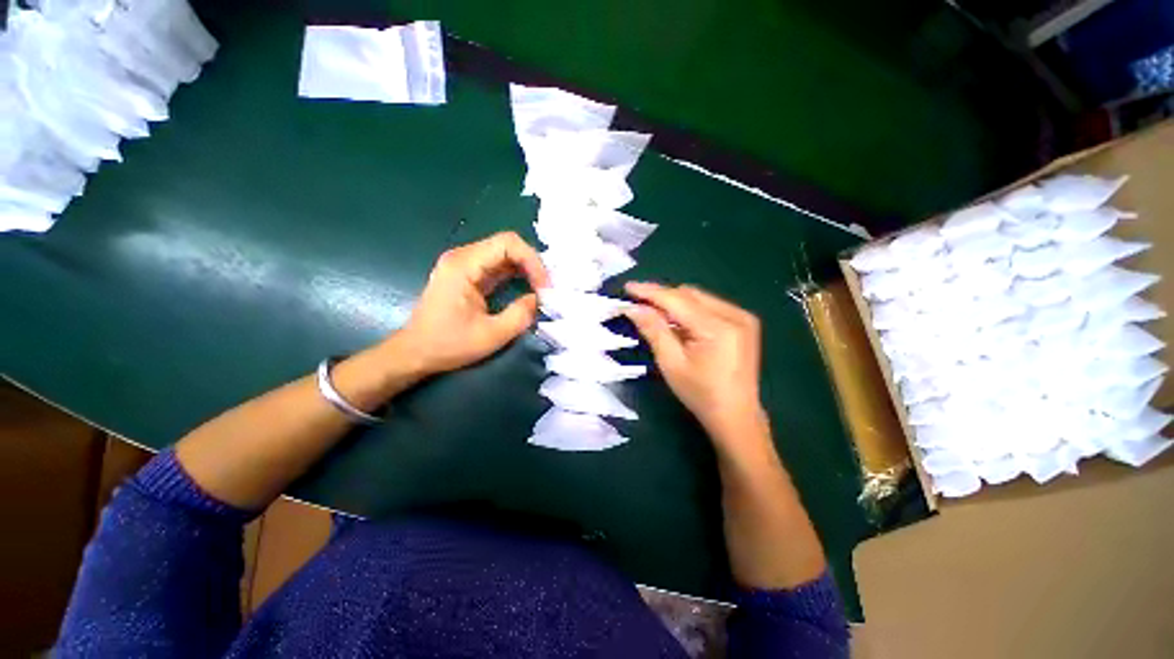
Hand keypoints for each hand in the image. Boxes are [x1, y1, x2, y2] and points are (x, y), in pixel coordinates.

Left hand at [390, 232, 548, 376]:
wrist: (415, 352)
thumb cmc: (448, 345)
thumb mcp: (491, 336)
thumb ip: (520, 315)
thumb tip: (538, 299)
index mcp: (463, 265)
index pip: (508, 243)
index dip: (532, 260)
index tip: (544, 287)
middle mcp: (463, 257)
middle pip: (507, 245)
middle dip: (532, 264)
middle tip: (546, 289)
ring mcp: (464, 264)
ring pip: (505, 254)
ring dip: (526, 269)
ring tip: (541, 289)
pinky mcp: (468, 274)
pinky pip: (498, 265)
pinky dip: (516, 274)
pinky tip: (528, 288)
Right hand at [623, 282, 767, 446]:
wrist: (736, 416)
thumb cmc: (700, 394)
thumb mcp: (671, 363)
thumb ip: (653, 330)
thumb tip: (633, 307)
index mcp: (718, 328)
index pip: (677, 300)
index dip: (650, 292)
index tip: (628, 287)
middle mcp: (735, 315)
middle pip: (689, 294)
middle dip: (662, 297)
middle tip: (639, 305)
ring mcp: (743, 317)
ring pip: (699, 298)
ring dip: (675, 303)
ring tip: (656, 315)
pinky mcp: (745, 322)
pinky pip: (709, 306)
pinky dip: (690, 310)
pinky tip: (679, 323)